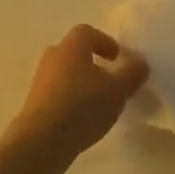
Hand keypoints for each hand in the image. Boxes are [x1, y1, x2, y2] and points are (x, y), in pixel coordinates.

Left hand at [6, 25, 148, 161]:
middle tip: (110, 80)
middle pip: (74, 52)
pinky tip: (83, 118)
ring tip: (99, 102)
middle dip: (93, 63)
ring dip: (82, 82)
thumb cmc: (83, 106)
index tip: (118, 58)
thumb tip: (140, 62)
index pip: (88, 32)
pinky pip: (57, 93)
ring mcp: (40, 80)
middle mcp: (53, 57)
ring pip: (65, 73)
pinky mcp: (34, 103)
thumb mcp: (118, 90)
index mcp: (72, 47)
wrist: (42, 141)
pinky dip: (71, 99)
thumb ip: (132, 73)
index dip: (105, 42)